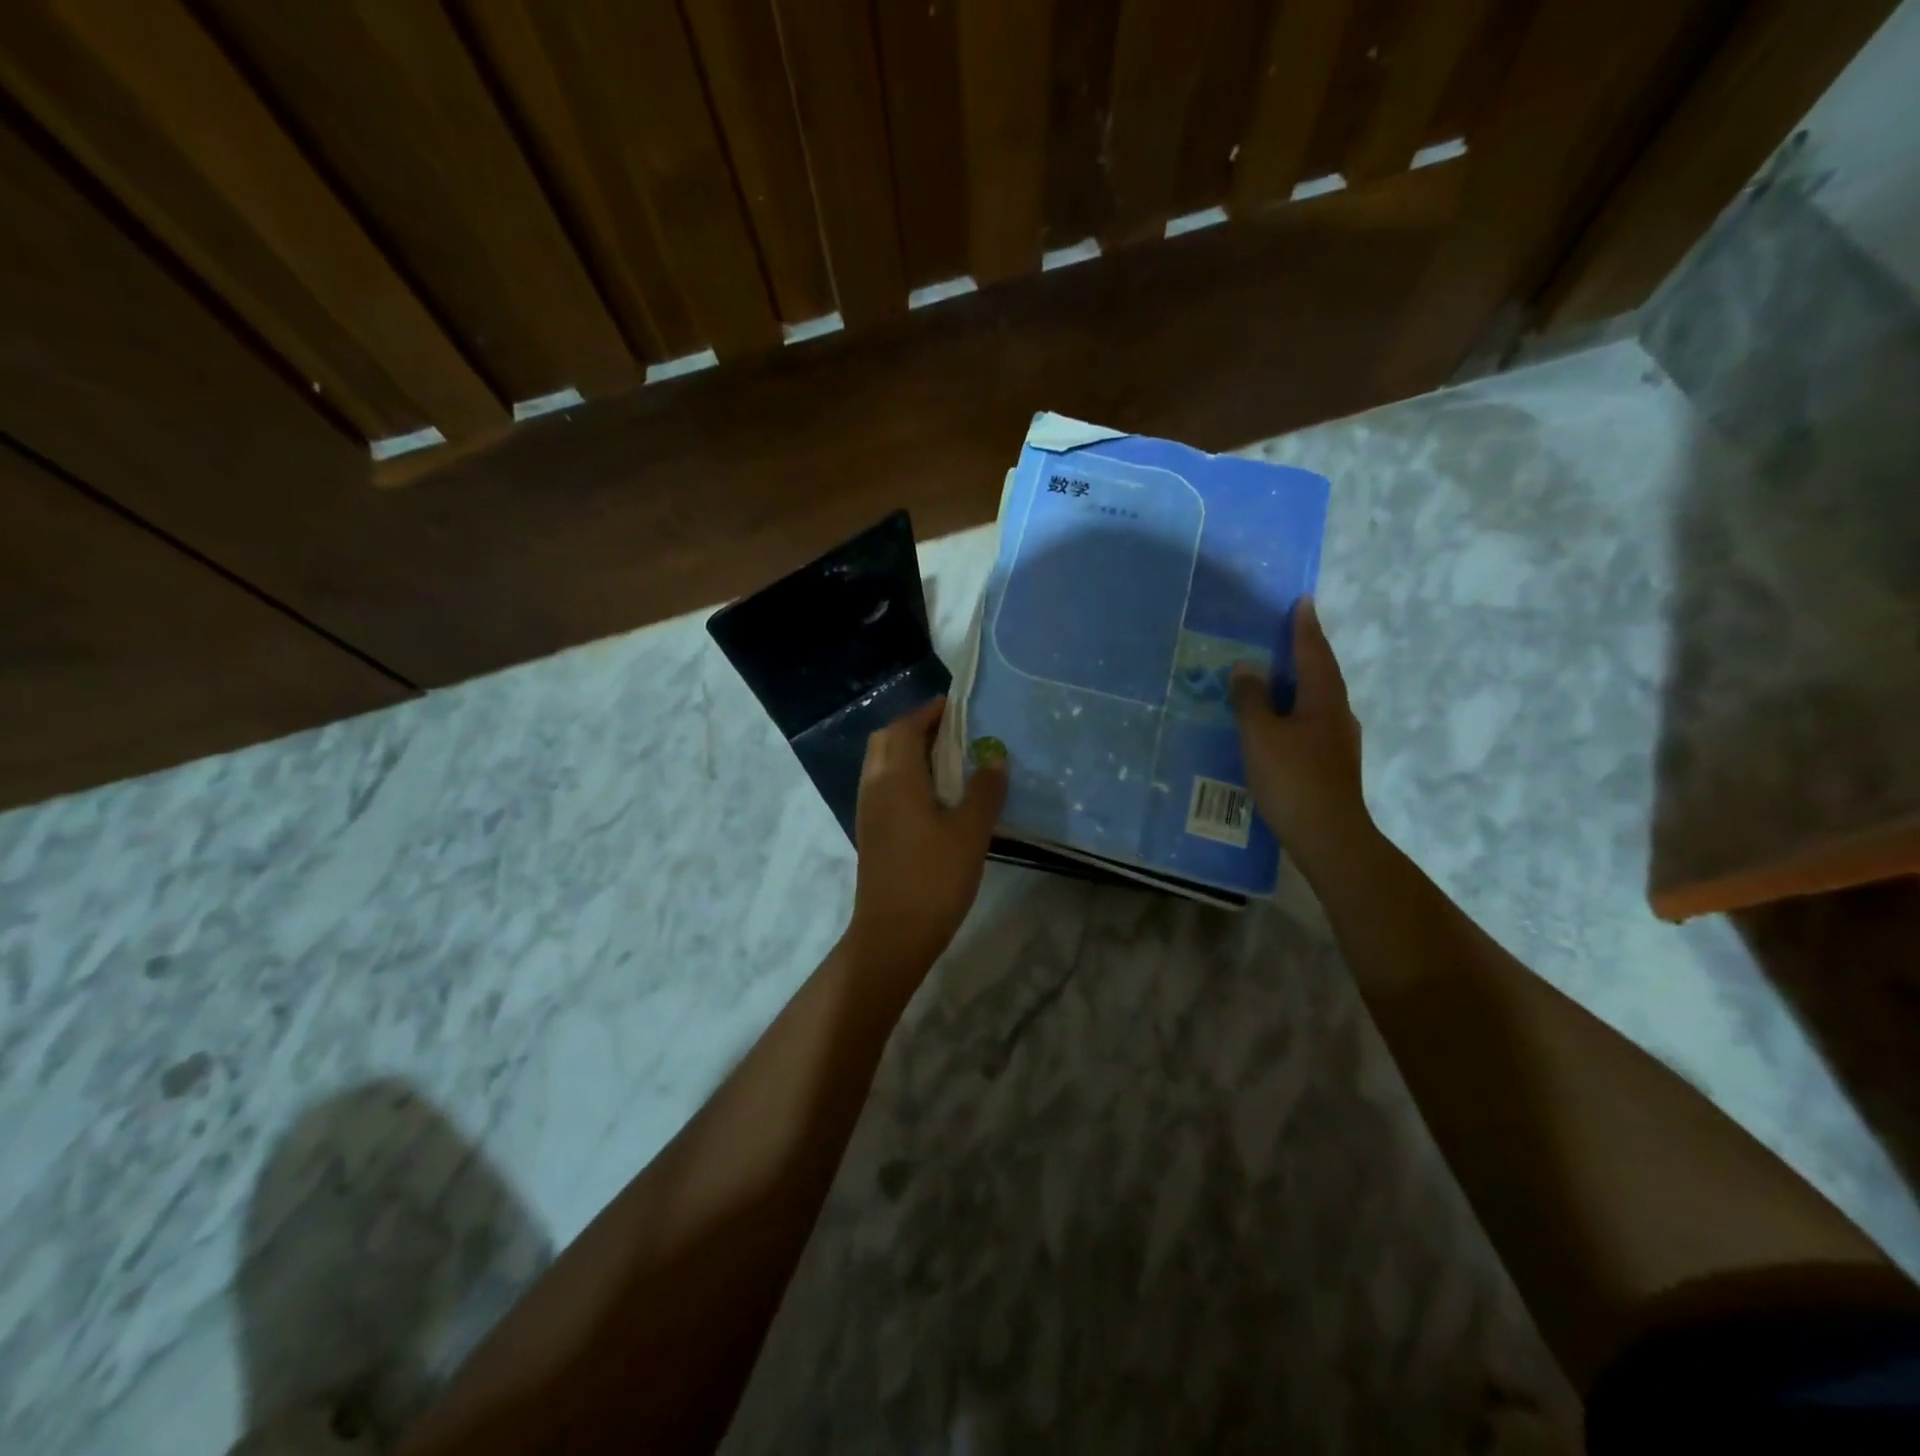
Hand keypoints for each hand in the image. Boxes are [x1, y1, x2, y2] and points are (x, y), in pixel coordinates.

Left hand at [846, 698, 1007, 978]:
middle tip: (953, 733)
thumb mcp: (970, 832)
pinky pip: (884, 786)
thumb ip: (984, 790)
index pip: (906, 727)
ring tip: (948, 761)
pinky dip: (904, 776)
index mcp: (895, 777)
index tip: (957, 708)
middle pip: (887, 740)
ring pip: (882, 764)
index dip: (930, 713)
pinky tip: (934, 796)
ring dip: (909, 752)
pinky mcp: (871, 831)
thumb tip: (995, 757)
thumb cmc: (934, 878)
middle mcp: (874, 786)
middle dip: (916, 728)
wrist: (893, 934)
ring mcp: (868, 810)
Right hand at [1230, 598, 1370, 870]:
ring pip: (1322, 697)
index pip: (1313, 652)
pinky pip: (1316, 719)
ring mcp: (1340, 739)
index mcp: (1322, 699)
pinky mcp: (1334, 762)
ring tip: (1285, 671)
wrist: (1328, 834)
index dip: (1305, 627)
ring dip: (1306, 679)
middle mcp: (1338, 713)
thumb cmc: (1292, 778)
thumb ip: (1250, 699)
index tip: (1304, 601)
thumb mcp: (1260, 735)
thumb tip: (1246, 666)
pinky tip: (1287, 719)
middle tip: (1293, 630)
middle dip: (1309, 649)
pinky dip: (1301, 707)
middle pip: (1324, 672)